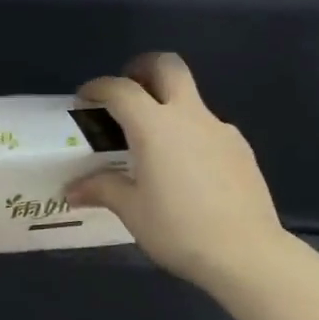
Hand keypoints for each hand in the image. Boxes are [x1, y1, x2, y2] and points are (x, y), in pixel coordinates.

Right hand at [68, 52, 287, 292]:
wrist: (246, 252)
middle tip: (127, 91)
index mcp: (155, 126)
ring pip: (191, 99)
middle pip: (168, 67)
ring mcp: (220, 130)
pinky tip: (186, 170)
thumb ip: (102, 189)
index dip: (98, 88)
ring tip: (153, 145)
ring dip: (168, 106)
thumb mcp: (132, 211)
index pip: (121, 89)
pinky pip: (208, 128)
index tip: (84, 99)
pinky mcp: (240, 149)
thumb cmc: (178, 229)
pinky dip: (190, 134)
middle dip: (143, 68)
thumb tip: (73, 189)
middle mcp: (189, 116)